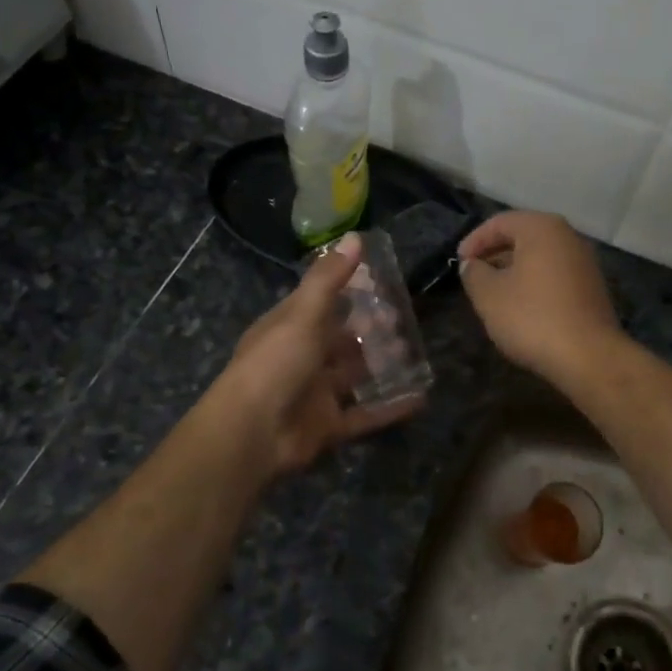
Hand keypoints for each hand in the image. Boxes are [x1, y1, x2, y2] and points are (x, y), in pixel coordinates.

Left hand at [209, 232, 424, 478]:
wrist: (252, 434)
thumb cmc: (275, 363)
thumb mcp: (303, 313)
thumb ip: (329, 278)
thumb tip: (355, 237)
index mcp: (288, 327)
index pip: (320, 304)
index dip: (348, 293)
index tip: (382, 283)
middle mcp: (301, 358)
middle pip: (340, 341)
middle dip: (370, 332)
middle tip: (404, 321)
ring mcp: (314, 394)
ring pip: (354, 376)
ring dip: (381, 366)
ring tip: (415, 354)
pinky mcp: (327, 426)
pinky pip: (365, 415)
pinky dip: (390, 408)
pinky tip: (419, 398)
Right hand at [457, 211, 624, 385]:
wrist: (589, 357)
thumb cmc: (532, 318)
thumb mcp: (489, 295)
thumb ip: (474, 273)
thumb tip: (472, 265)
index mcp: (542, 228)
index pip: (500, 222)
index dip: (474, 240)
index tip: (459, 262)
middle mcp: (567, 236)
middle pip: (523, 236)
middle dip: (494, 253)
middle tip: (473, 275)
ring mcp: (584, 261)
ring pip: (539, 256)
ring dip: (513, 269)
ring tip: (493, 292)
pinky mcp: (592, 286)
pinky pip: (554, 274)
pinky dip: (533, 282)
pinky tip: (521, 305)